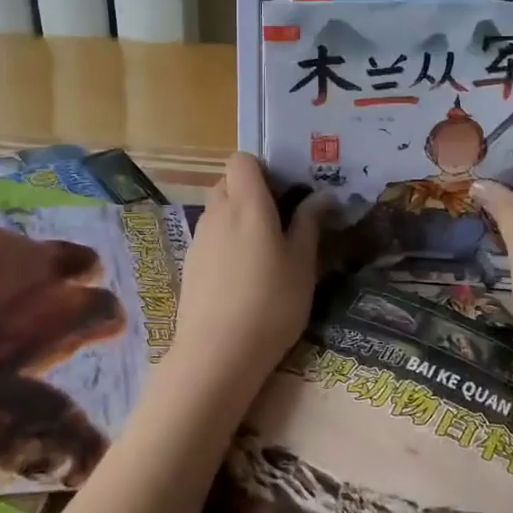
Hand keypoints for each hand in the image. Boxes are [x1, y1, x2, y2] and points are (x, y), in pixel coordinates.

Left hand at [169, 153, 328, 391]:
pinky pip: (209, 237)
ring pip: (217, 210)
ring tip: (264, 252)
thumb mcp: (302, 264)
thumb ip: (309, 224)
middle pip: (228, 183)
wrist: (218, 352)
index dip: (262, 168)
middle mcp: (217, 212)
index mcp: (247, 203)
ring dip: (238, 218)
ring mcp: (199, 238)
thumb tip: (322, 197)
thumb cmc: (271, 302)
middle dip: (251, 192)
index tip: (284, 192)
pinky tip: (242, 277)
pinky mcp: (190, 263)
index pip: (241, 159)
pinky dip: (225, 243)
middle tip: (280, 221)